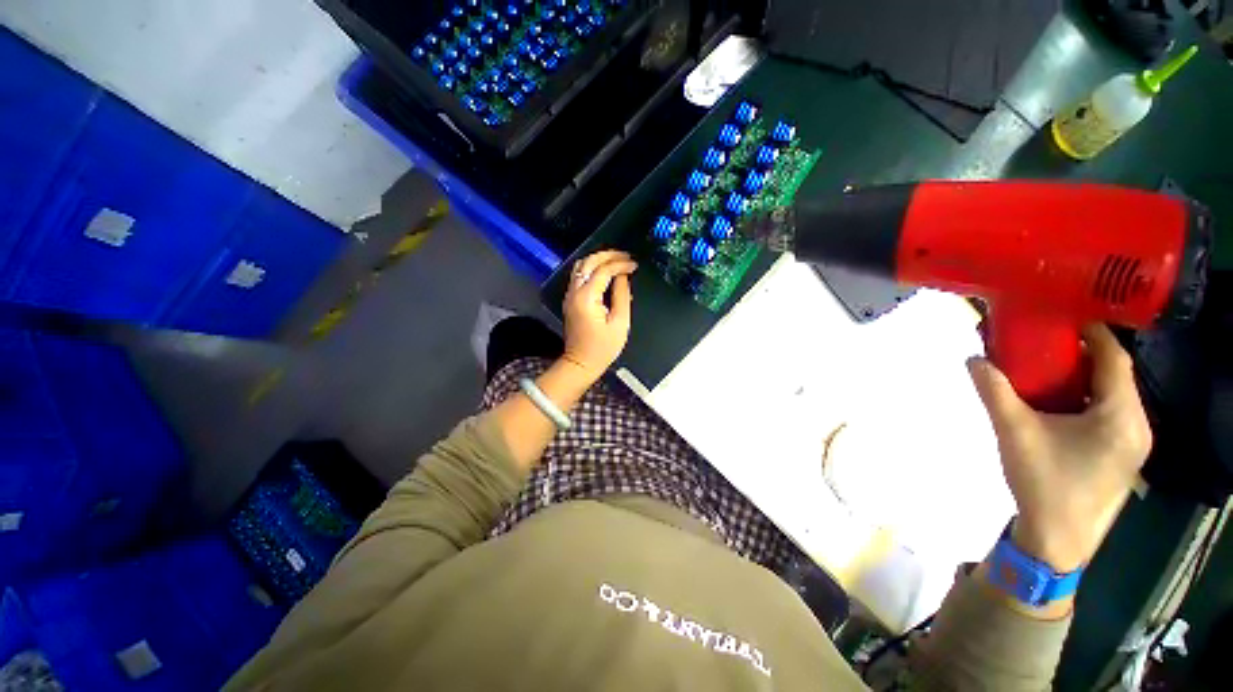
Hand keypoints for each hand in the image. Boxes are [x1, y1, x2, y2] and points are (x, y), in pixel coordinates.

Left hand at [562, 250, 636, 378]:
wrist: (581, 363)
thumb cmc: (603, 348)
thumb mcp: (620, 323)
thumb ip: (622, 295)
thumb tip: (623, 277)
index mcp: (587, 298)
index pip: (603, 271)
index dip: (620, 264)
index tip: (634, 265)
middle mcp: (574, 292)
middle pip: (588, 262)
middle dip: (608, 255)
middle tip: (626, 256)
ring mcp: (570, 295)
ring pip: (580, 266)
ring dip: (598, 260)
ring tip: (617, 260)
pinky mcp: (570, 300)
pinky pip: (579, 276)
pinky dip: (592, 268)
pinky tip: (605, 271)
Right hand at [968, 324, 1151, 572]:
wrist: (1058, 539)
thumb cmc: (1044, 483)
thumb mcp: (1014, 433)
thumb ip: (994, 392)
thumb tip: (973, 360)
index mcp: (1121, 416)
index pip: (1115, 359)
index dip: (1094, 332)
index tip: (1064, 315)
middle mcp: (1137, 424)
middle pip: (1116, 374)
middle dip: (1084, 352)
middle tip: (1047, 339)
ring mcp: (1133, 441)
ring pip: (1113, 393)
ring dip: (1084, 375)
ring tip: (1049, 365)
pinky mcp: (1122, 454)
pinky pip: (1109, 411)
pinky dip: (1087, 396)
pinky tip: (1059, 400)